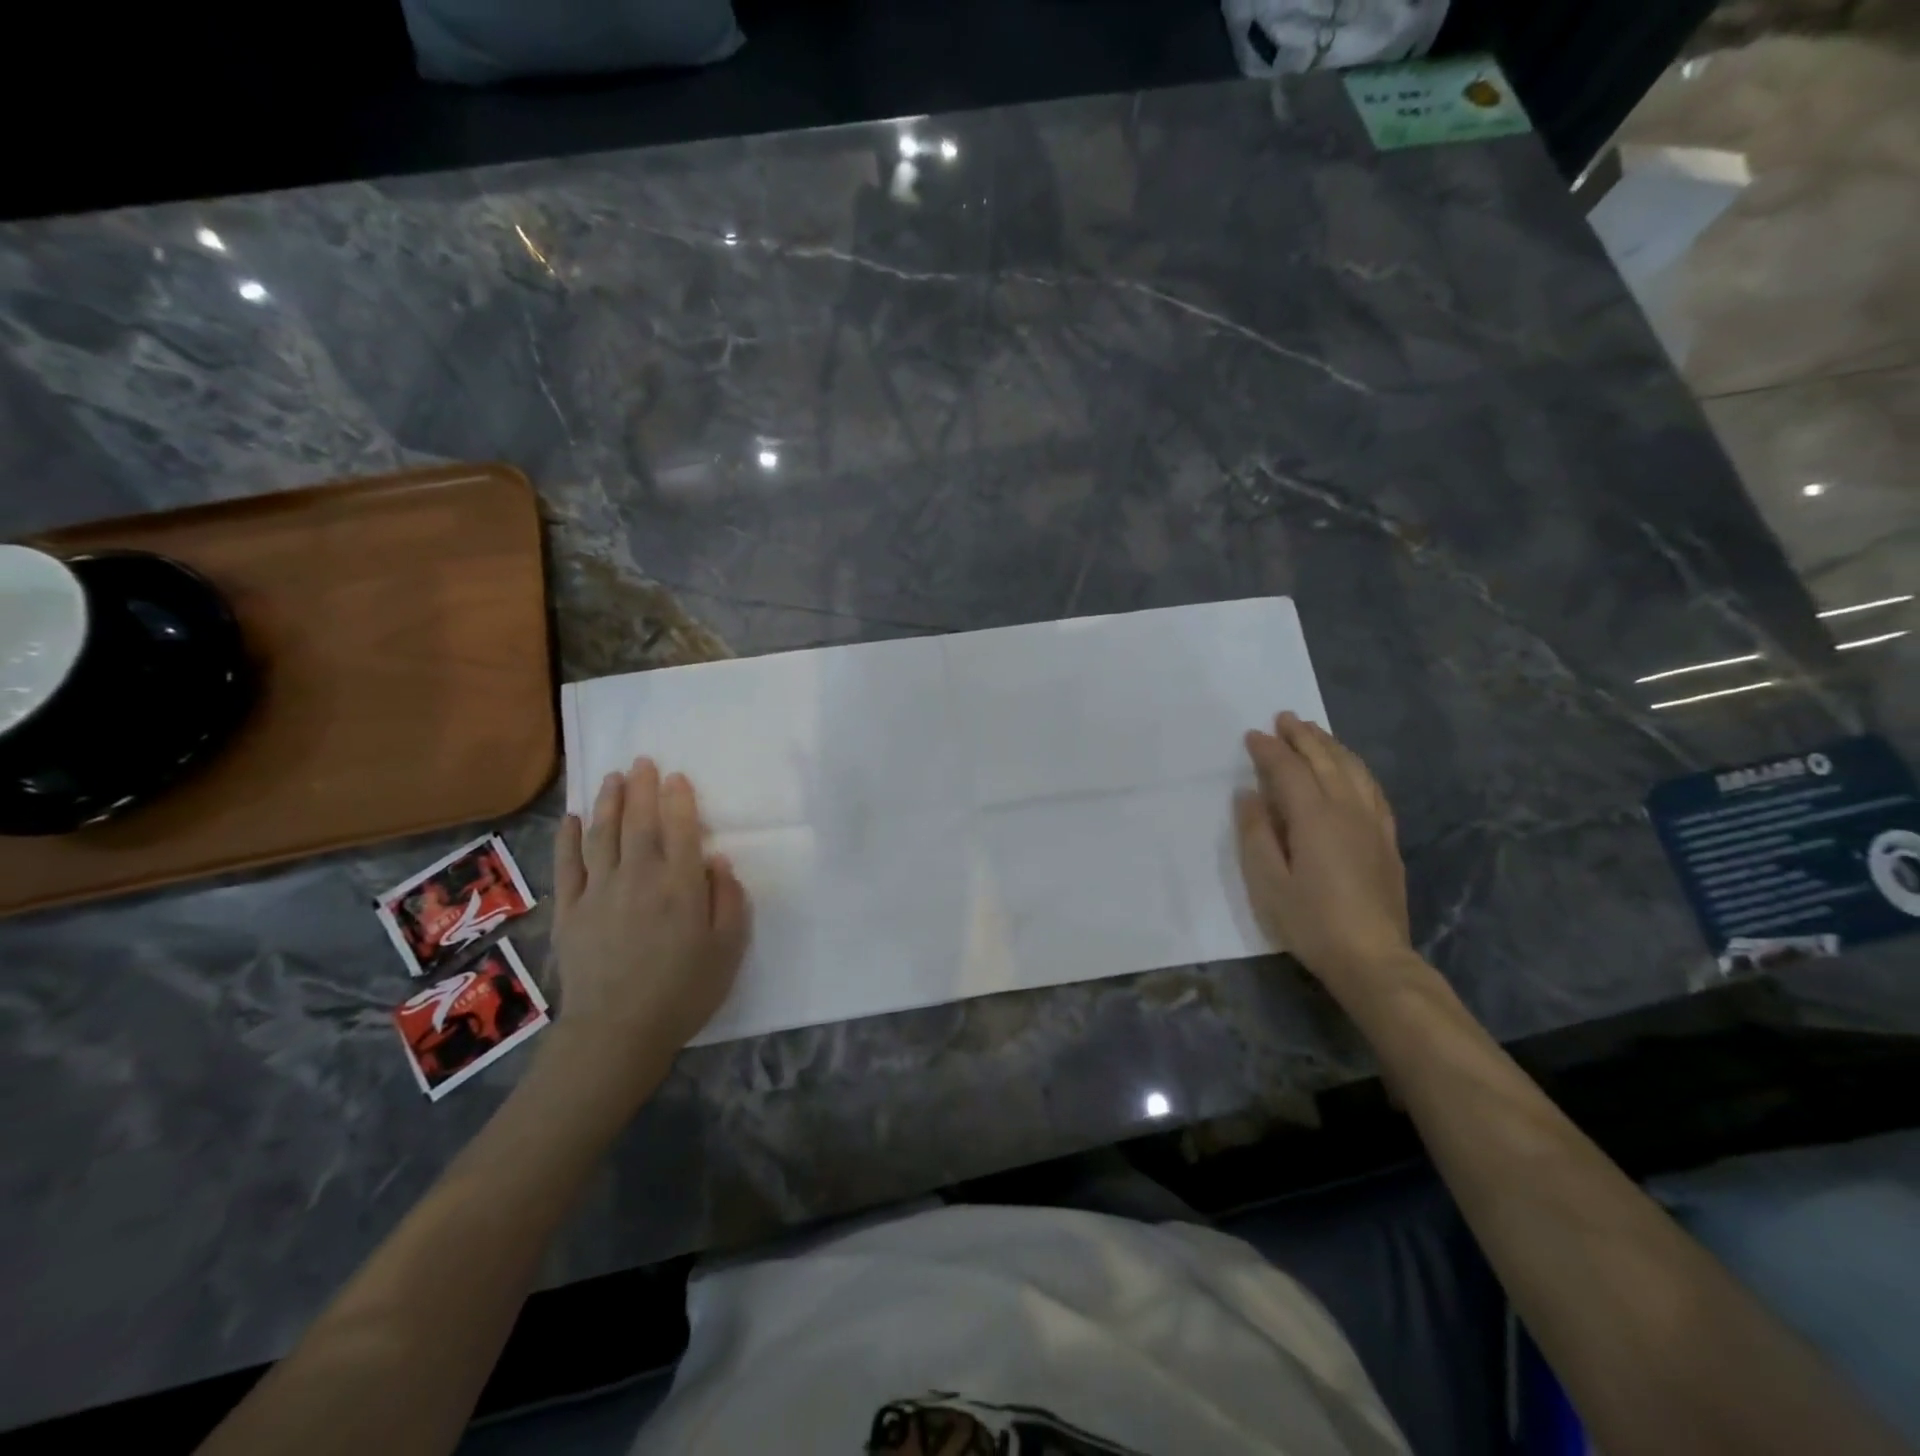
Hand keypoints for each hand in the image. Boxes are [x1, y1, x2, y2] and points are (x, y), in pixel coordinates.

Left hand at [548, 758, 750, 1098]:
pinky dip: (569, 838)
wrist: (618, 1032)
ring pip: (602, 834)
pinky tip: (574, 817)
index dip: (679, 799)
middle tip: (642, 760)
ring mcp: (599, 891)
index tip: (677, 776)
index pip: (680, 829)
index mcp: (681, 886)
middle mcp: (639, 878)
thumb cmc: (684, 991)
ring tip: (612, 777)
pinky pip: (568, 865)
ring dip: (608, 802)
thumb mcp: (728, 948)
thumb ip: (729, 900)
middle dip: (641, 788)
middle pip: (638, 822)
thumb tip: (716, 861)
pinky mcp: (570, 910)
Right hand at [1234, 713, 1418, 1006]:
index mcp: (1314, 818)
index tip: (1252, 735)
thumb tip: (1249, 794)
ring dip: (1332, 746)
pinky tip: (1351, 769)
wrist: (1373, 958)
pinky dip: (1357, 768)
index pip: (1289, 770)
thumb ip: (1255, 833)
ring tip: (1315, 732)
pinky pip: (1373, 789)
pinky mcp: (1386, 840)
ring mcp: (1372, 824)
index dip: (1269, 750)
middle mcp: (1347, 810)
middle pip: (1326, 760)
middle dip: (1303, 736)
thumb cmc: (1311, 922)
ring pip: (1354, 770)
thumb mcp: (1267, 882)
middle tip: (1284, 718)